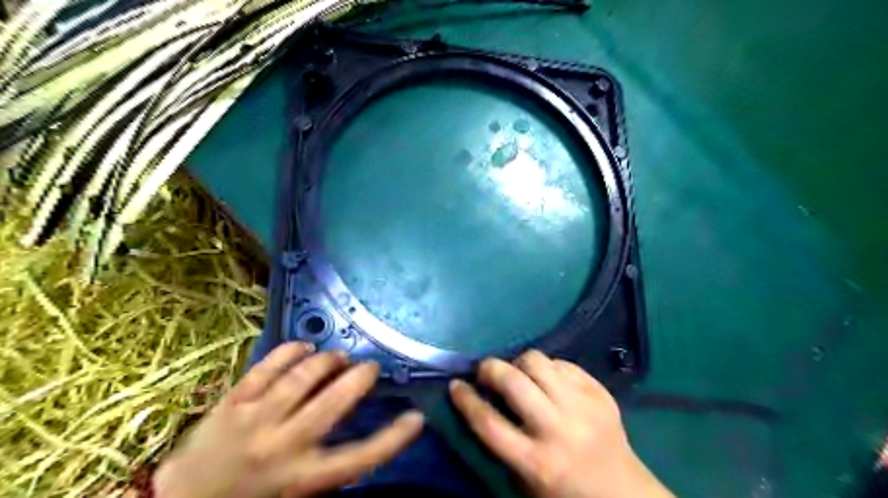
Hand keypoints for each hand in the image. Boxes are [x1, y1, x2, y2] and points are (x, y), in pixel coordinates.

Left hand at [154, 343, 424, 497]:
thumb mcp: (294, 495)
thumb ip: (326, 468)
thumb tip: (355, 430)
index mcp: (303, 478)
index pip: (361, 458)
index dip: (393, 439)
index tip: (415, 418)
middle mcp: (285, 446)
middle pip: (334, 402)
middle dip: (358, 378)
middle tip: (369, 368)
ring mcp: (256, 420)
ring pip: (302, 378)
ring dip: (327, 361)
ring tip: (338, 357)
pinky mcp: (233, 402)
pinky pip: (266, 368)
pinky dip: (290, 352)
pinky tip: (304, 346)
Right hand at [451, 350, 672, 497]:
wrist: (623, 494)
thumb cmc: (565, 491)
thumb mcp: (526, 480)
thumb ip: (502, 442)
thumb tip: (481, 397)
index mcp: (537, 462)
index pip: (489, 423)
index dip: (466, 400)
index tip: (456, 385)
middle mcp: (559, 429)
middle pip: (513, 382)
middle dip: (490, 369)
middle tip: (485, 371)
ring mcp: (583, 407)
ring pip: (538, 361)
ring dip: (519, 363)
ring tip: (519, 374)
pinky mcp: (600, 393)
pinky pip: (563, 363)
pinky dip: (549, 368)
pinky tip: (549, 381)